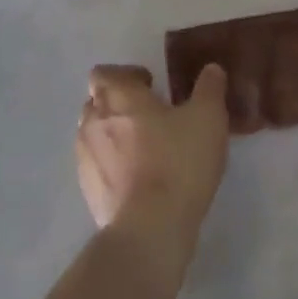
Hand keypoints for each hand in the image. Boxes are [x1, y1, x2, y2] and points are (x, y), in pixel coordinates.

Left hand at [76, 64, 228, 245]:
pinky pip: (96, 165)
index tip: (151, 86)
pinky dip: (111, 164)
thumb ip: (209, 88)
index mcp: (118, 96)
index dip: (125, 75)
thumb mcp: (208, 118)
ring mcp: (86, 157)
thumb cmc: (178, 163)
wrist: (150, 229)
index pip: (104, 73)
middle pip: (96, 101)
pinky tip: (137, 178)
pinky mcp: (88, 191)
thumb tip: (211, 69)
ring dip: (112, 134)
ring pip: (94, 133)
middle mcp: (94, 120)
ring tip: (143, 148)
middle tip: (150, 115)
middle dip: (118, 103)